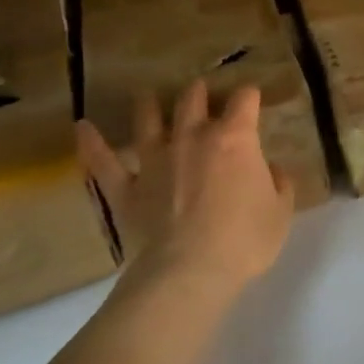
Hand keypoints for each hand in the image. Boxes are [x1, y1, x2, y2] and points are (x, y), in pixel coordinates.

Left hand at [78, 81, 294, 304]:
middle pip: (193, 99)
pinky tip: (83, 127)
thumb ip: (279, 184)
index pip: (244, 101)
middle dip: (199, 91)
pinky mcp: (127, 187)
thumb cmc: (244, 240)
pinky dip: (92, 143)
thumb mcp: (280, 212)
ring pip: (148, 120)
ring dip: (149, 105)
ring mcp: (155, 160)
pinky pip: (103, 161)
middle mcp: (192, 138)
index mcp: (235, 139)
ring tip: (149, 95)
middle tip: (202, 91)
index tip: (252, 98)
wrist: (190, 271)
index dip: (250, 96)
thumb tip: (272, 170)